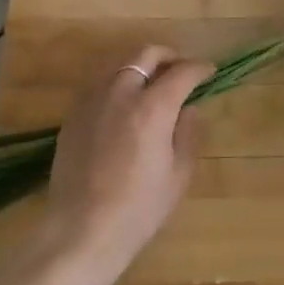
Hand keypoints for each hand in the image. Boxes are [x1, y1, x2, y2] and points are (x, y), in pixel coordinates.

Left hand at [32, 44, 213, 284]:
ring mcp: (92, 101)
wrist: (82, 230)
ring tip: (152, 84)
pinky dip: (118, 84)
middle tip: (181, 70)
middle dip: (168, 56)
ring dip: (140, 67)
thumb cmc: (139, 207)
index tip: (209, 72)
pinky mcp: (73, 116)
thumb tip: (190, 109)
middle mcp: (120, 93)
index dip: (199, 68)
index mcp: (152, 106)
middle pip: (145, 54)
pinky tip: (124, 106)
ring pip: (119, 65)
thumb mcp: (178, 174)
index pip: (181, 72)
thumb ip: (187, 133)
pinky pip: (99, 86)